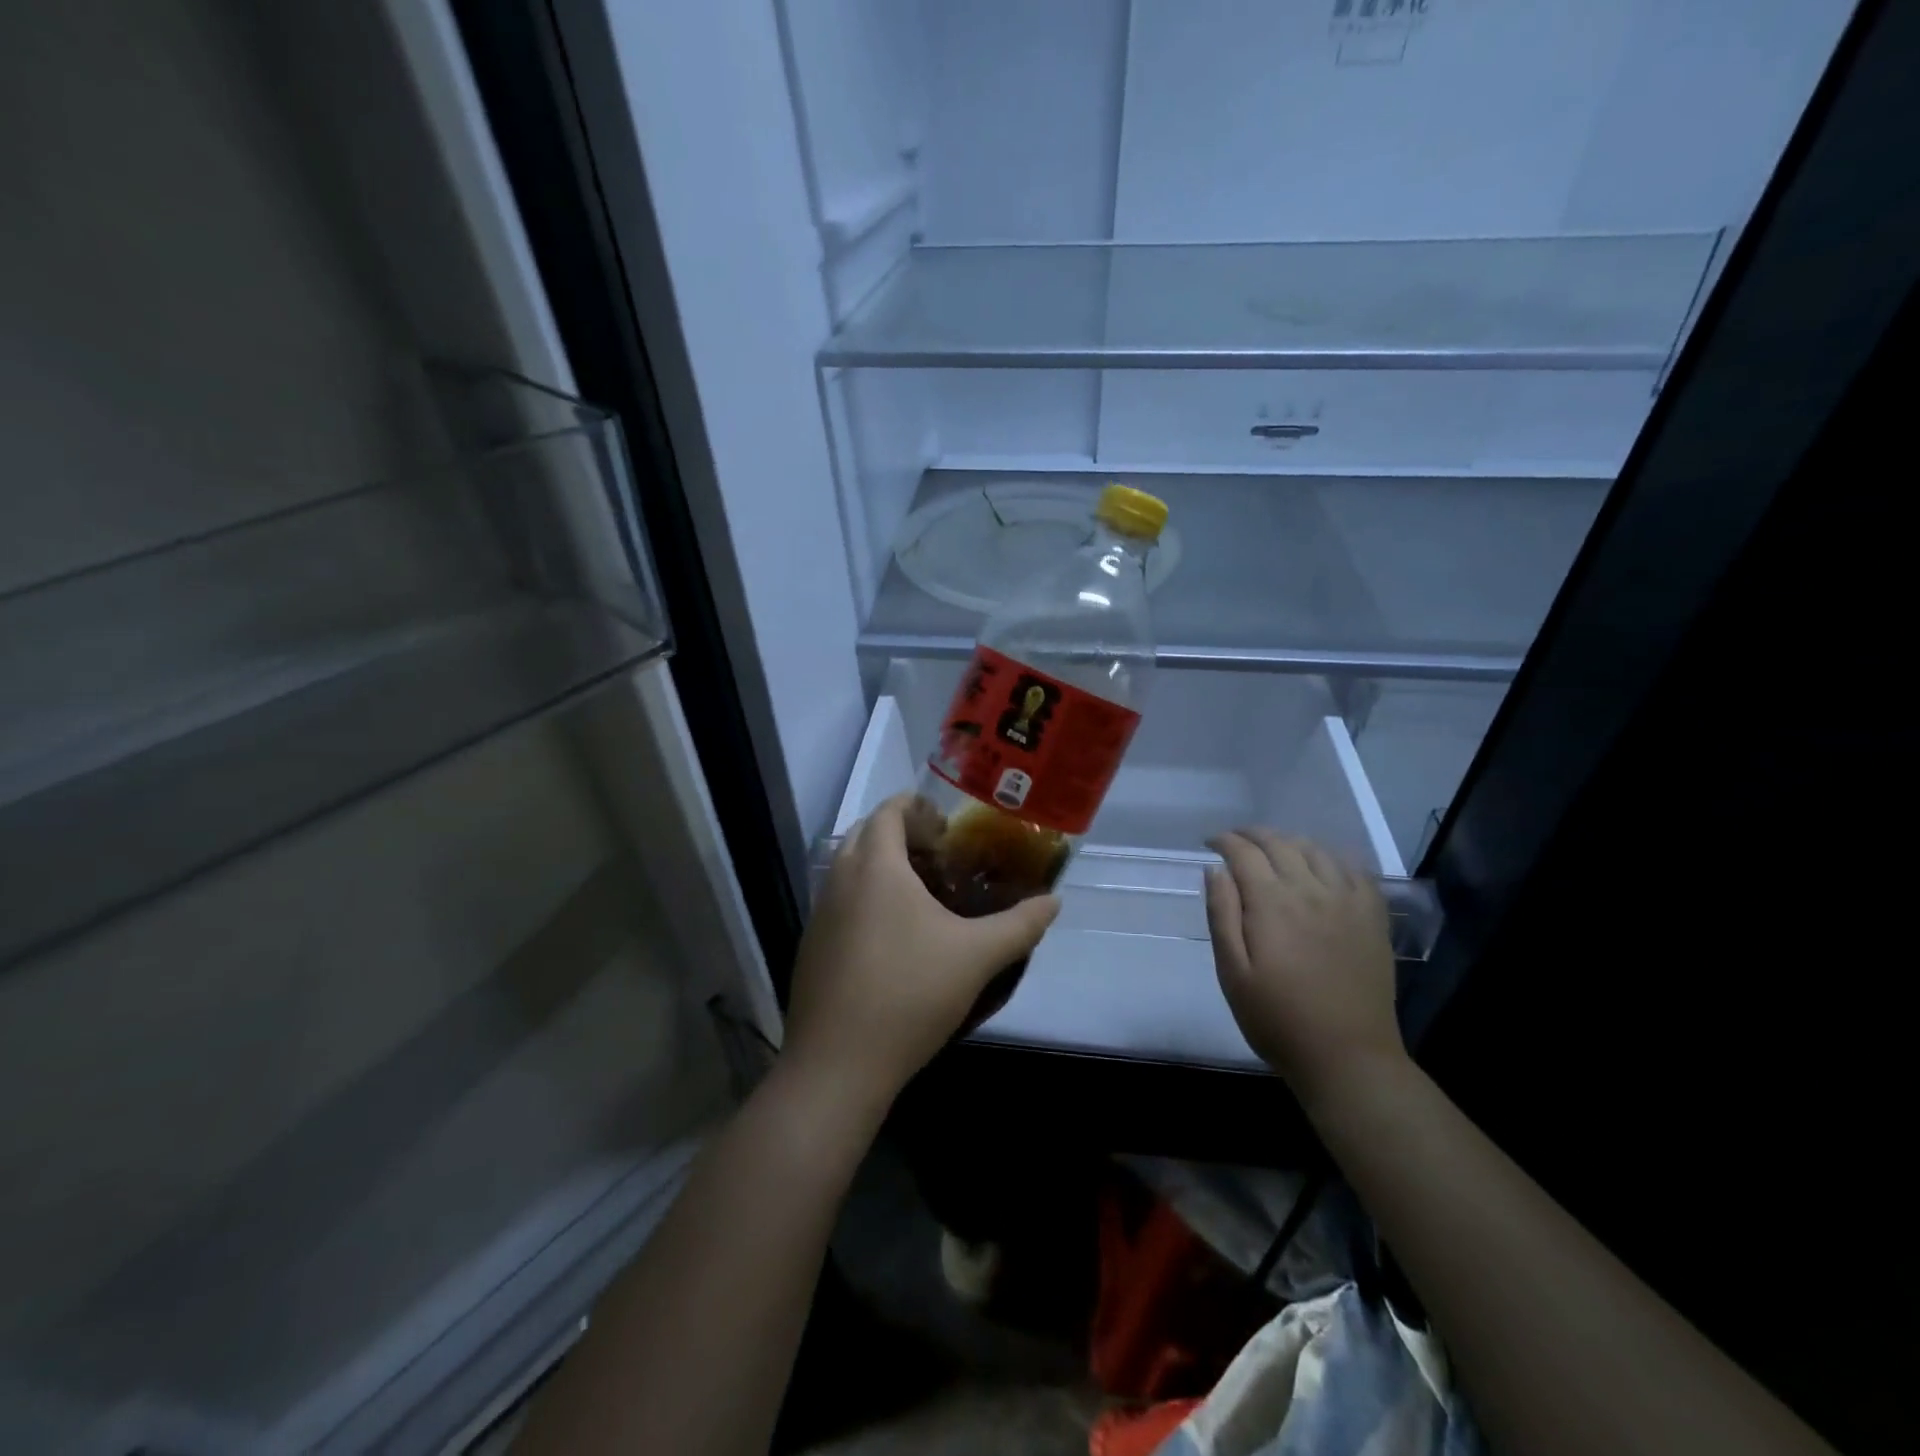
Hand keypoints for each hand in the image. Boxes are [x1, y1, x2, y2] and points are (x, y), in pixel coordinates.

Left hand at [782, 793, 1059, 1113]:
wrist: (838, 1064)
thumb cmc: (910, 994)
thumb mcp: (977, 957)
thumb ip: (1020, 925)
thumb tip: (1054, 901)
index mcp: (875, 867)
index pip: (887, 811)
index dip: (915, 806)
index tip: (945, 822)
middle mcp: (839, 880)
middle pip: (864, 834)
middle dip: (898, 832)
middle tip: (938, 853)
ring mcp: (819, 915)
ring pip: (848, 869)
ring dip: (879, 866)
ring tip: (920, 892)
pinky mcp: (811, 947)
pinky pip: (839, 902)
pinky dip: (864, 898)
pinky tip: (892, 936)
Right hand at [1204, 830, 1404, 1109]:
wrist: (1347, 1057)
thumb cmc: (1277, 1019)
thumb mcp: (1232, 972)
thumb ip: (1222, 915)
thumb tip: (1214, 869)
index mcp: (1272, 903)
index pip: (1244, 853)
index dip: (1224, 841)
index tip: (1210, 843)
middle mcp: (1311, 890)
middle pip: (1280, 843)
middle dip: (1252, 835)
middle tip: (1235, 841)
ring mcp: (1347, 901)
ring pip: (1316, 850)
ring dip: (1289, 841)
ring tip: (1273, 849)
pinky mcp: (1373, 917)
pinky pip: (1355, 869)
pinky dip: (1331, 856)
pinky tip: (1322, 864)